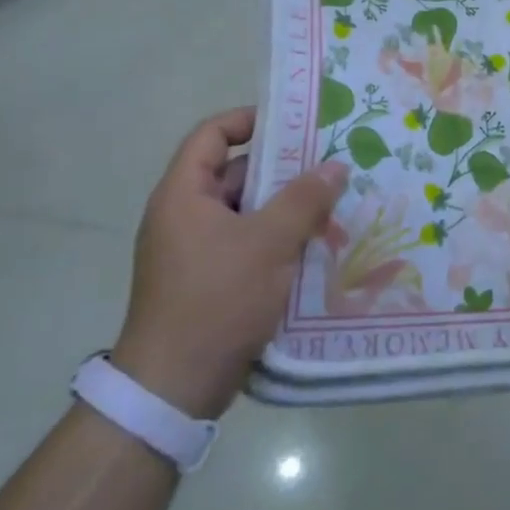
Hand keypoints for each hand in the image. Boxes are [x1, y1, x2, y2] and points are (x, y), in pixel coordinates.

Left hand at [111, 107, 347, 418]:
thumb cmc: (216, 299)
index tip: (294, 123)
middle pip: (236, 175)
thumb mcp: (268, 243)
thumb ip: (304, 199)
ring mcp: (196, 251)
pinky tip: (316, 248)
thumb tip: (335, 165)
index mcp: (184, 194)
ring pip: (248, 213)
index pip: (211, 135)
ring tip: (333, 208)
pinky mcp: (209, 281)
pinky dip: (278, 241)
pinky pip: (248, 245)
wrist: (174, 389)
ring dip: (287, 211)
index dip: (248, 120)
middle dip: (284, 171)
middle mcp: (185, 216)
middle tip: (330, 168)